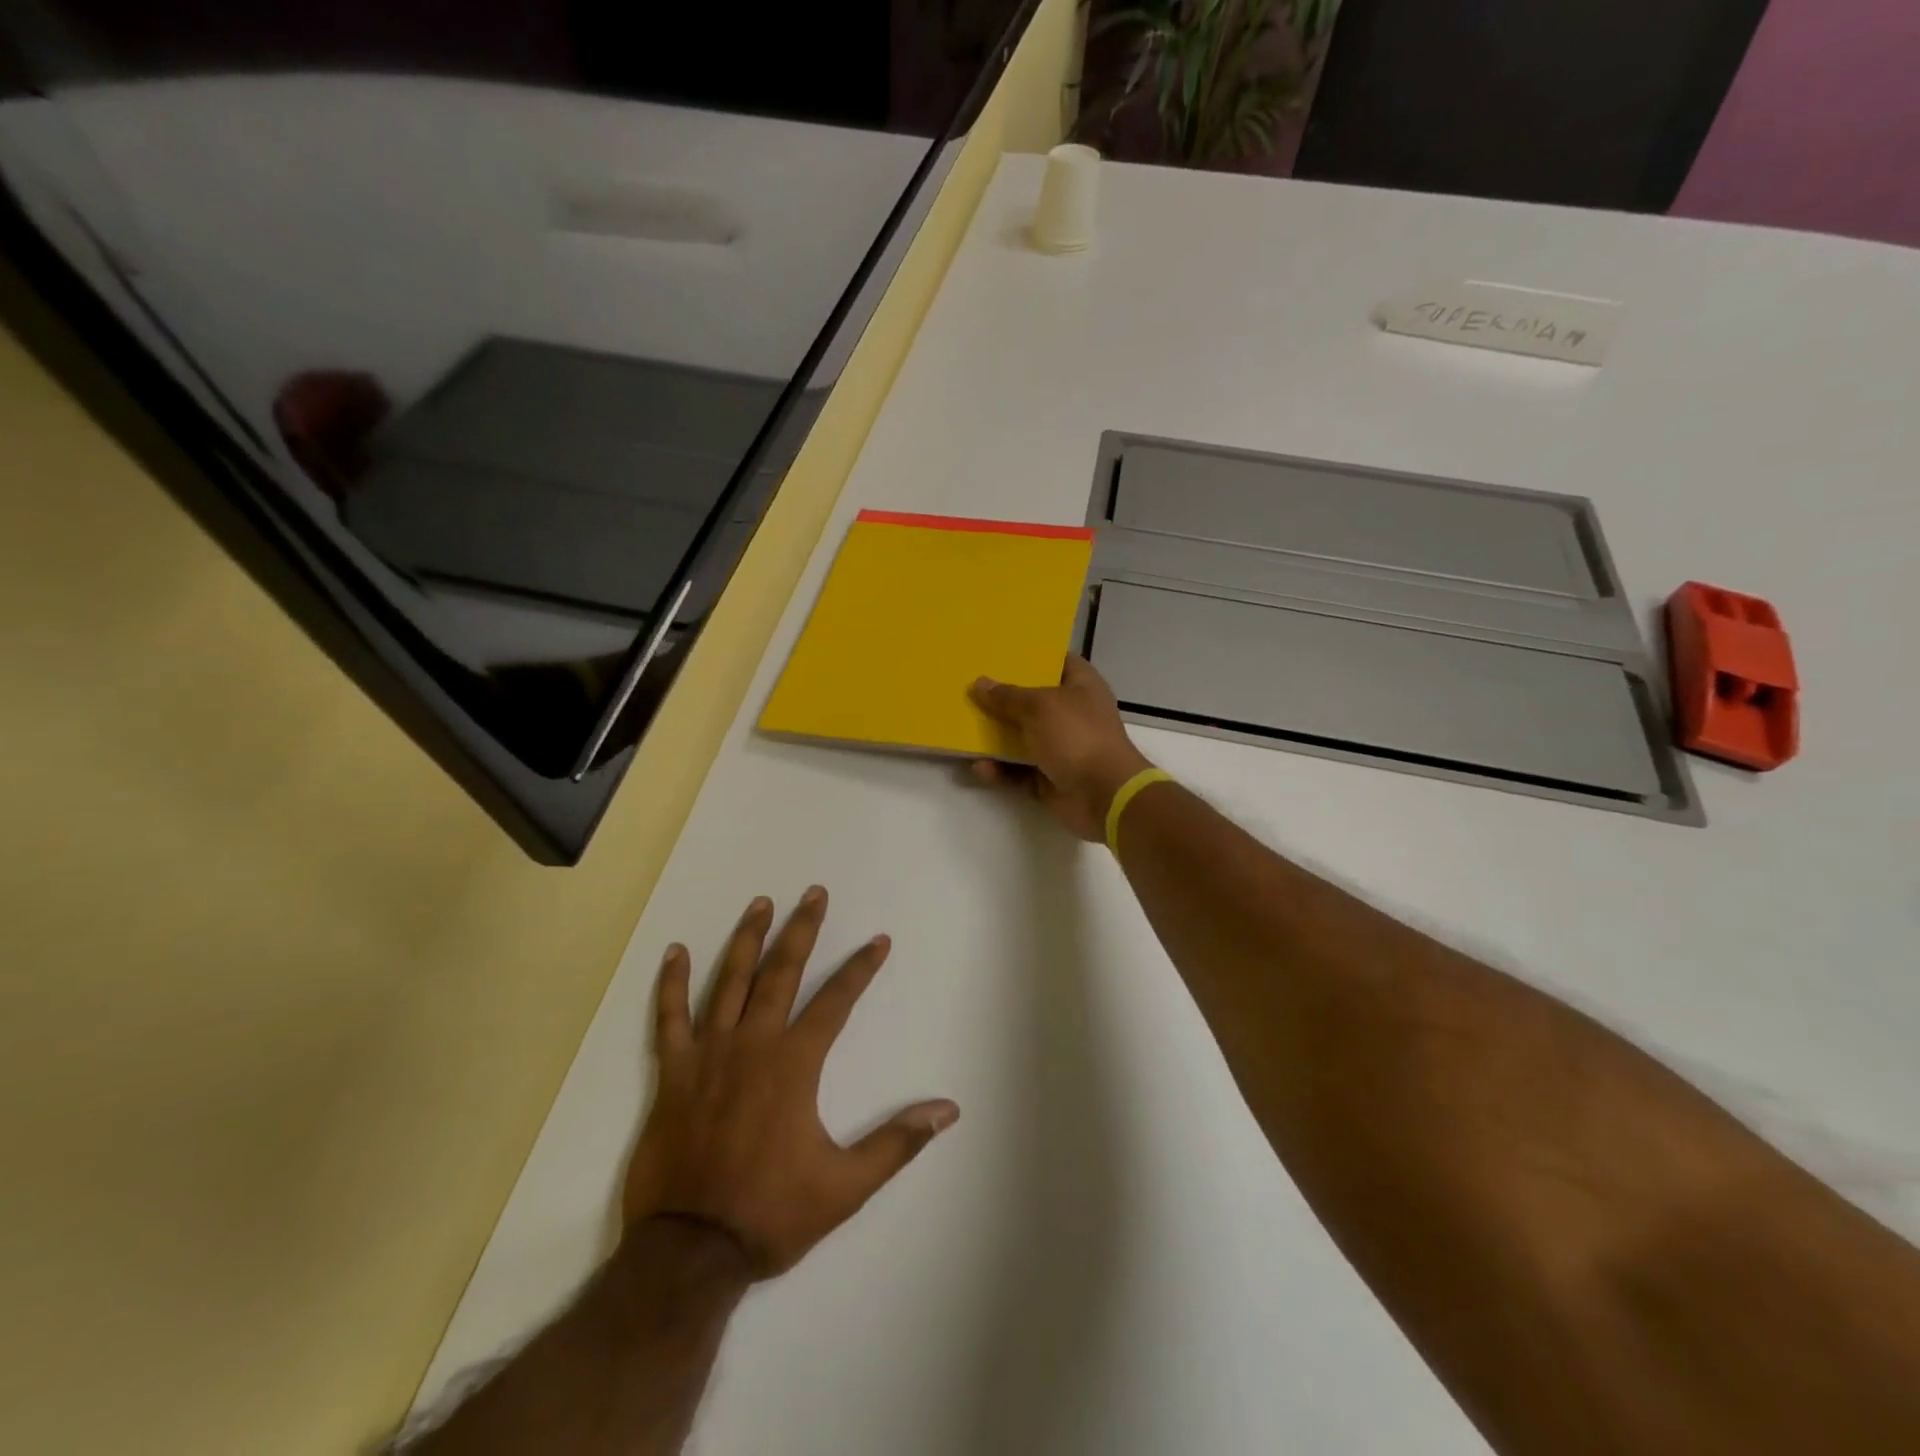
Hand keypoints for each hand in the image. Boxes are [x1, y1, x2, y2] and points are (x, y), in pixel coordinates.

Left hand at [623, 888, 957, 1277]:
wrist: (688, 1253)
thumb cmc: (770, 1214)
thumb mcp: (845, 1186)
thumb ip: (897, 1142)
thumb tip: (948, 1110)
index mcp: (794, 1064)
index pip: (836, 1001)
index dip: (860, 968)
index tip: (878, 940)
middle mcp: (753, 1044)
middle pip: (781, 972)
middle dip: (802, 930)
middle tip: (814, 894)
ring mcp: (709, 1054)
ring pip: (729, 982)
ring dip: (747, 940)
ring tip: (760, 904)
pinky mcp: (673, 1073)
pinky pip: (669, 1018)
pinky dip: (672, 984)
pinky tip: (675, 951)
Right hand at [969, 655, 1155, 841]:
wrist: (1103, 796)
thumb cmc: (1077, 736)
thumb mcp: (1039, 706)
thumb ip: (1007, 696)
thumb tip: (980, 683)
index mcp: (1081, 686)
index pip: (1057, 661)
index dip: (1031, 655)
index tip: (999, 651)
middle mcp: (1072, 714)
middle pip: (1033, 701)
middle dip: (1003, 697)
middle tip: (970, 686)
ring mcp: (1062, 748)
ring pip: (1022, 738)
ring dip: (996, 737)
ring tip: (963, 727)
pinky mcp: (1050, 779)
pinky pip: (1018, 772)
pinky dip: (1000, 770)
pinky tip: (978, 767)